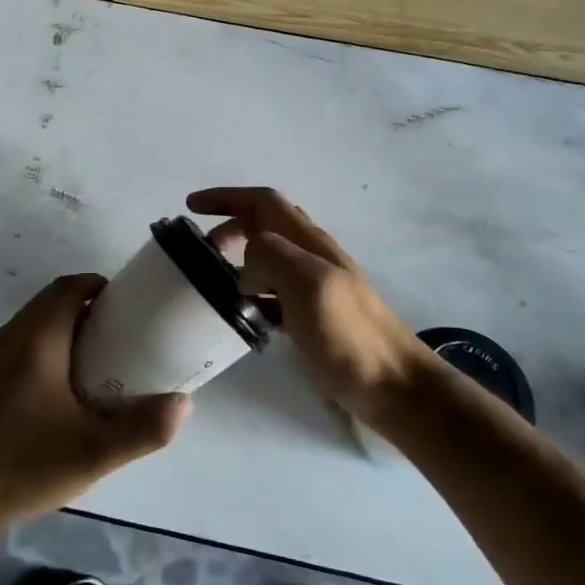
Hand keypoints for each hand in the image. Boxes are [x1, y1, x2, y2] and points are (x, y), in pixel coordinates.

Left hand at [0, 274, 190, 534]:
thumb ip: (144, 428)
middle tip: (113, 340)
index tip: (122, 304)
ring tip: (85, 370)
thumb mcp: (95, 453)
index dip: (96, 286)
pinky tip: (44, 400)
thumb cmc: (25, 465)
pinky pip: (8, 352)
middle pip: (46, 306)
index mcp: (35, 341)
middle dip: (81, 312)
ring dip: (56, 335)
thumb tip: (183, 403)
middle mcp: (4, 339)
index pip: (67, 288)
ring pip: (25, 330)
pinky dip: (33, 356)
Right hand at [189, 187, 437, 421]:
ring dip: (239, 262)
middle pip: (264, 226)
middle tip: (201, 253)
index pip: (262, 202)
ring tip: (213, 284)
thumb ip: (270, 258)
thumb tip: (246, 270)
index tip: (191, 206)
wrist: (394, 387)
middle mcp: (313, 256)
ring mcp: (316, 287)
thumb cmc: (350, 334)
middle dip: (229, 229)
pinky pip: (275, 294)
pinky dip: (253, 295)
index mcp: (309, 241)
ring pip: (269, 260)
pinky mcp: (315, 317)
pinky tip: (243, 316)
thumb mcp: (307, 284)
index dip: (226, 197)